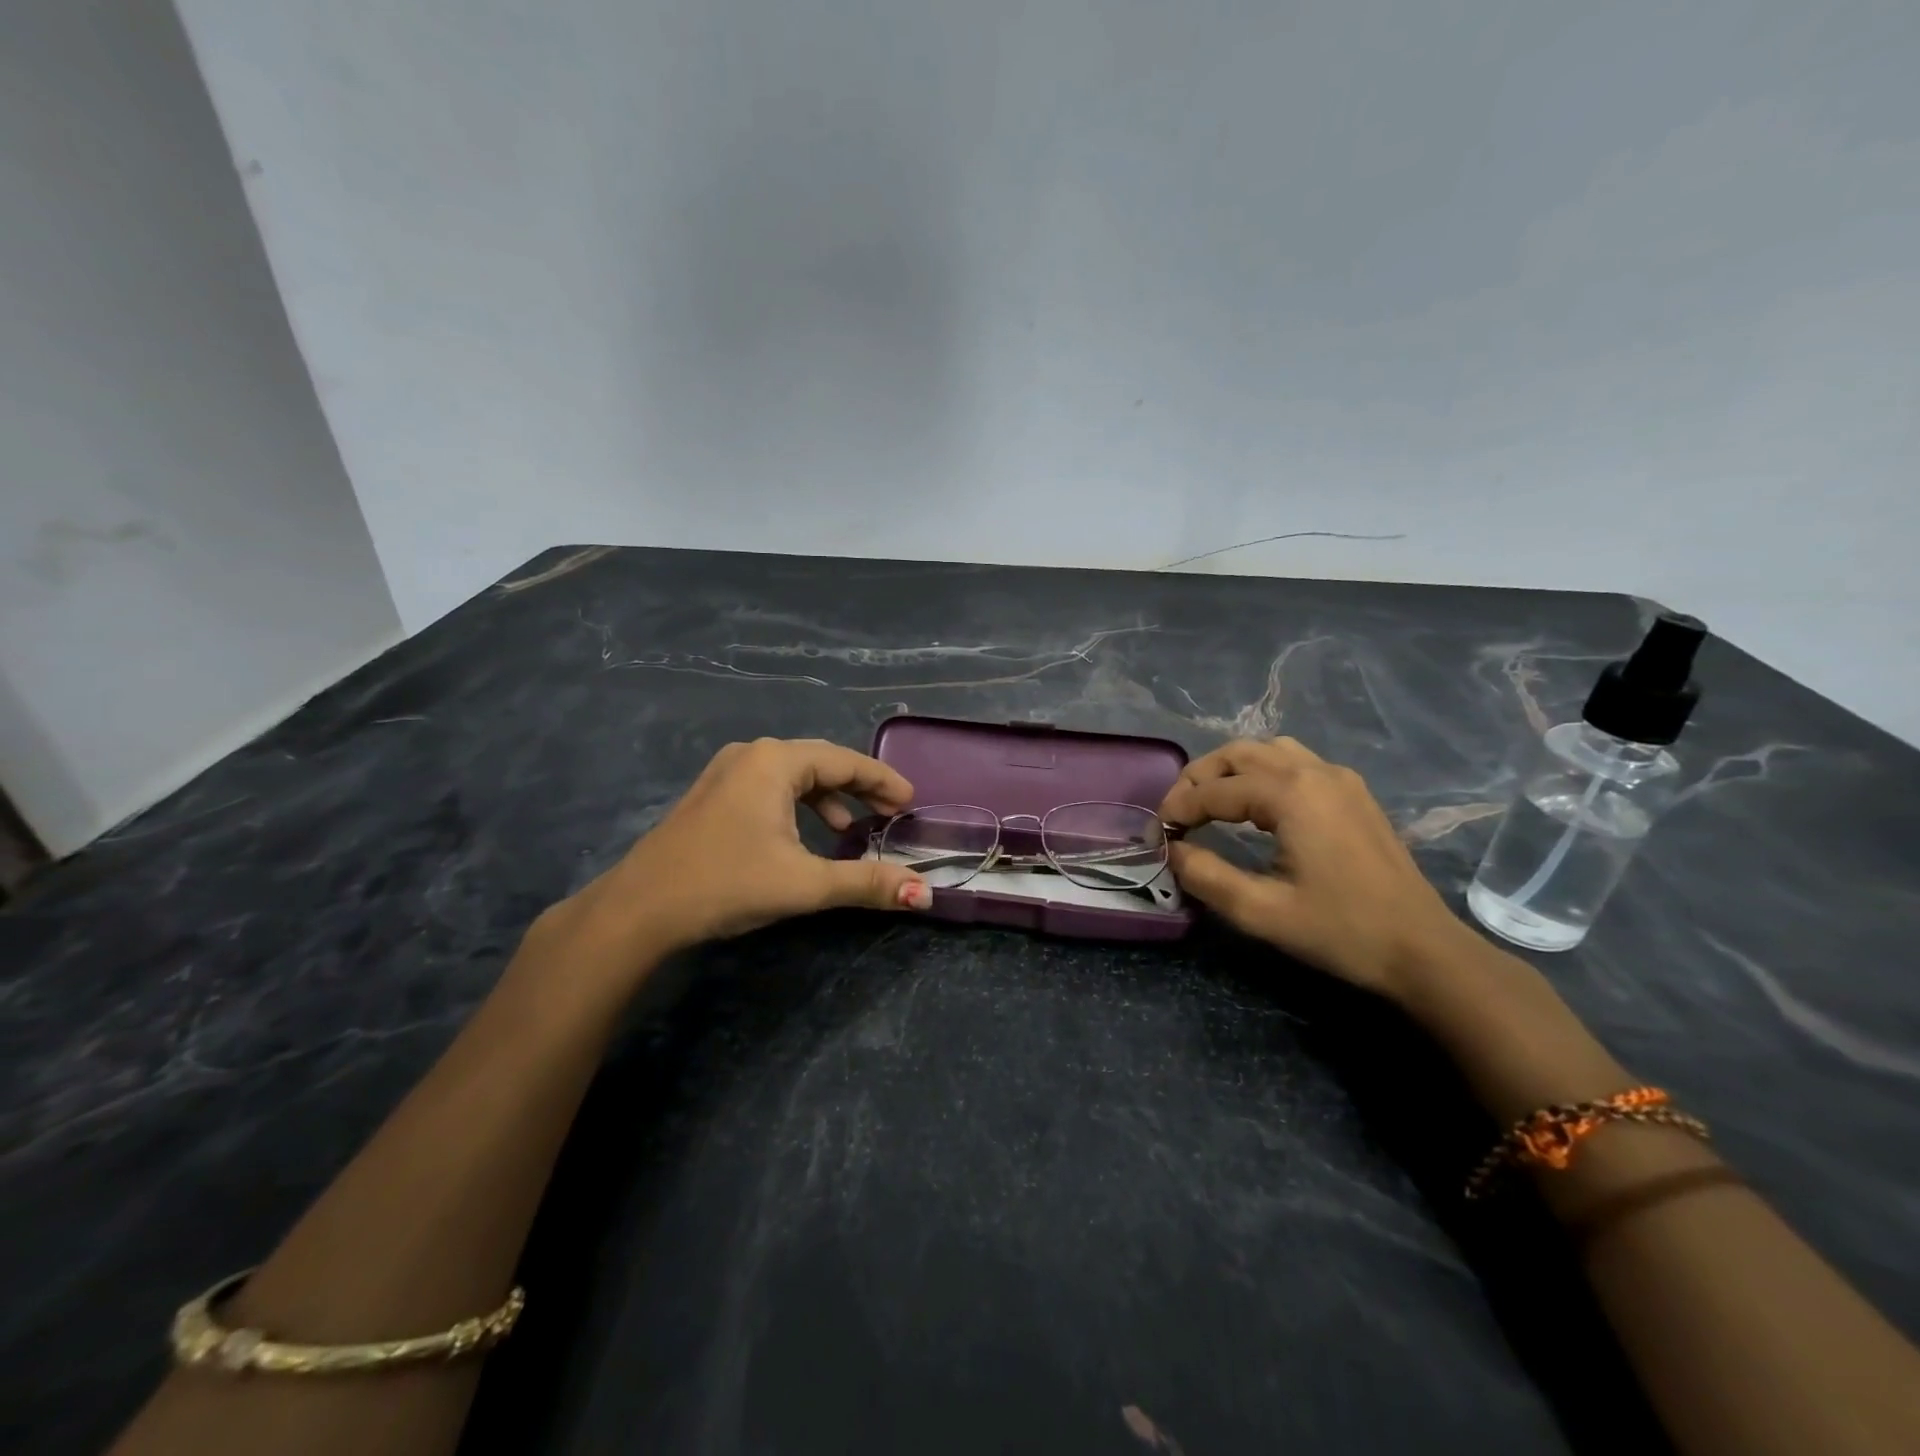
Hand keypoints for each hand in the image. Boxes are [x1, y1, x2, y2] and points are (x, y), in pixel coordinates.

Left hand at [553, 738, 931, 965]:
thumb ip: (866, 883)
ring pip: (794, 775)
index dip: (883, 780)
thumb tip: (924, 893)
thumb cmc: (727, 884)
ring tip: (853, 827)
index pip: (845, 761)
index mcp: (774, 762)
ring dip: (828, 798)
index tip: (911, 800)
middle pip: (820, 762)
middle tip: (891, 812)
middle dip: (859, 787)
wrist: (640, 910)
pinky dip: (798, 805)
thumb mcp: (804, 884)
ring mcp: (726, 772)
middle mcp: (751, 755)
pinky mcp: (713, 794)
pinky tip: (804, 835)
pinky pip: (770, 787)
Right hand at [1159, 737, 1475, 998]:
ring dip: (1231, 770)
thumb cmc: (1341, 932)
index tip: (1157, 834)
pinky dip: (1263, 773)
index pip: (1215, 789)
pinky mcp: (1354, 794)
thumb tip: (1172, 850)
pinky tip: (1257, 807)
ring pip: (1268, 750)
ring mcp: (1339, 778)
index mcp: (1291, 794)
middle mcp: (1314, 772)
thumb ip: (1206, 876)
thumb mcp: (1261, 912)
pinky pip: (1296, 762)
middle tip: (1177, 813)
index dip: (1178, 808)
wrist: (1424, 951)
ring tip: (1211, 803)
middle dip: (1199, 778)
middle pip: (1238, 754)